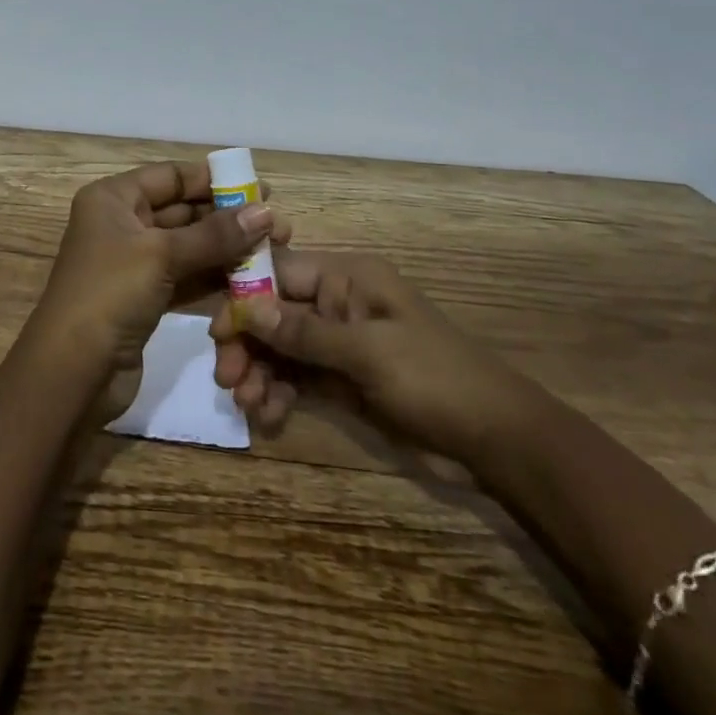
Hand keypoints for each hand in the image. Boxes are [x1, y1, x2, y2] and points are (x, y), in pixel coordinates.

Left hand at [28, 162, 291, 417]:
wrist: (72, 372)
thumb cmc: (110, 295)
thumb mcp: (161, 256)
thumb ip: (215, 234)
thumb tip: (267, 212)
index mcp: (113, 199)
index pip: (170, 176)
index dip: (213, 180)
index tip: (260, 188)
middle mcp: (121, 223)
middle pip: (182, 210)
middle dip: (227, 218)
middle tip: (277, 226)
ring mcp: (132, 263)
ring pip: (188, 246)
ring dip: (226, 249)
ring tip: (273, 251)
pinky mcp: (144, 298)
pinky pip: (185, 277)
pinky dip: (213, 277)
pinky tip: (250, 280)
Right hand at [210, 248, 535, 467]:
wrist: (497, 440)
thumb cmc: (435, 379)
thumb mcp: (368, 352)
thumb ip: (305, 332)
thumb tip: (247, 309)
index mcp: (347, 278)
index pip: (280, 274)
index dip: (245, 299)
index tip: (218, 333)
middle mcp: (338, 302)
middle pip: (275, 313)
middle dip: (249, 343)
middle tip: (228, 380)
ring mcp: (340, 342)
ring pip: (282, 347)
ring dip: (260, 372)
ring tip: (249, 405)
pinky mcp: (343, 378)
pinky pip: (298, 376)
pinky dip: (279, 391)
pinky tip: (269, 414)